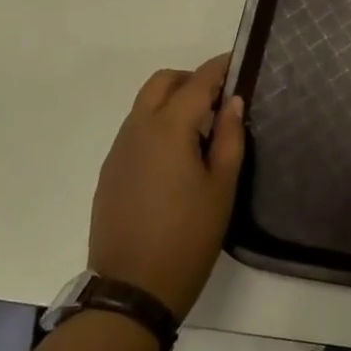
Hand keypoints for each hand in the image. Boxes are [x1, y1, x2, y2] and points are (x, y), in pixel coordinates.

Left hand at [88, 53, 245, 320]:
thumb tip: (233, 102)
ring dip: (173, 102)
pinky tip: (178, 156)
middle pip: (161, 83)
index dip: (219, 68)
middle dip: (191, 80)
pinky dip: (158, 125)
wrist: (133, 289)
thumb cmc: (189, 236)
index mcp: (168, 129)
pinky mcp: (110, 172)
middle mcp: (137, 130)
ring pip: (144, 105)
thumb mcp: (222, 186)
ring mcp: (118, 151)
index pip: (197, 83)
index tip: (239, 61)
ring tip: (204, 129)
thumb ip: (230, 137)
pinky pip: (135, 131)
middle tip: (221, 99)